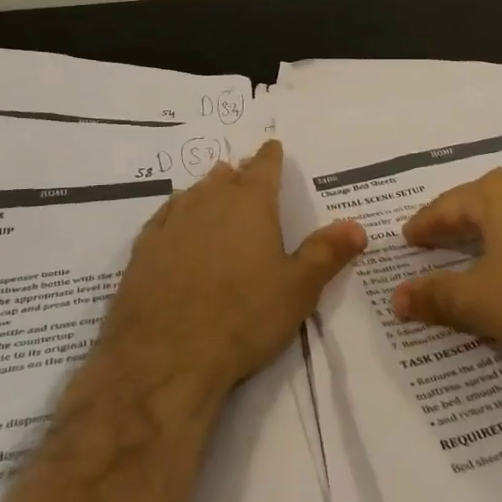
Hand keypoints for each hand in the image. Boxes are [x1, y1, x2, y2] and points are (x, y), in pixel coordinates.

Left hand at [100, 139, 365, 400]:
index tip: (272, 146)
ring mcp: (172, 224)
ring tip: (214, 189)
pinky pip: (165, 217)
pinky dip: (176, 212)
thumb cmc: (244, 317)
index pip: (265, 168)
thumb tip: (357, 226)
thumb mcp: (298, 289)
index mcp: (251, 204)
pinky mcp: (144, 250)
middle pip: (226, 177)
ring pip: (194, 193)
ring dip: (207, 189)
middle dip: (239, 174)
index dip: (271, 156)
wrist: (166, 356)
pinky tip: (175, 219)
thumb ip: (327, 253)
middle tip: (245, 173)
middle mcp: (210, 202)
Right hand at [391, 166, 501, 382]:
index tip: (409, 238)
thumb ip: (437, 296)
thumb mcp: (482, 301)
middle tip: (441, 241)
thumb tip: (397, 297)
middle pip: (486, 201)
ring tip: (488, 250)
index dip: (426, 225)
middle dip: (461, 223)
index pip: (448, 206)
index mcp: (498, 192)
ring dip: (501, 229)